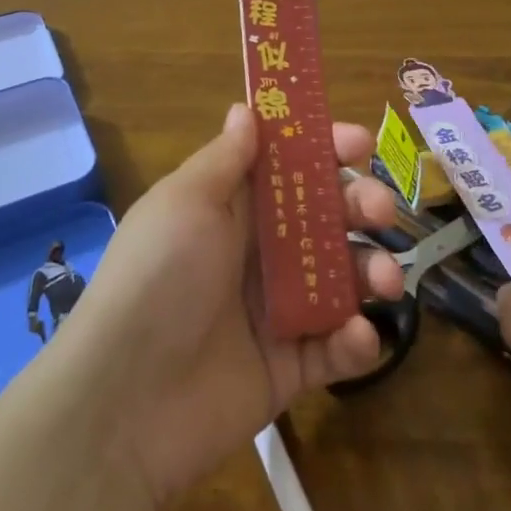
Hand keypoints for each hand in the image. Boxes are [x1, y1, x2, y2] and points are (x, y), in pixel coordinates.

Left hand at [57, 104, 404, 507]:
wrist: (126, 400)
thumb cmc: (159, 277)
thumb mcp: (187, 202)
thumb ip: (225, 158)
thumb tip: (246, 109)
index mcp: (232, 207)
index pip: (288, 166)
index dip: (325, 149)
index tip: (360, 144)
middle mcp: (258, 251)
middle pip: (325, 217)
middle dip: (361, 206)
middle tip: (381, 212)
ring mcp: (276, 310)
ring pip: (341, 278)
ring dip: (372, 271)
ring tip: (385, 280)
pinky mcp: (289, 367)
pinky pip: (334, 348)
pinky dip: (354, 341)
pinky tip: (356, 337)